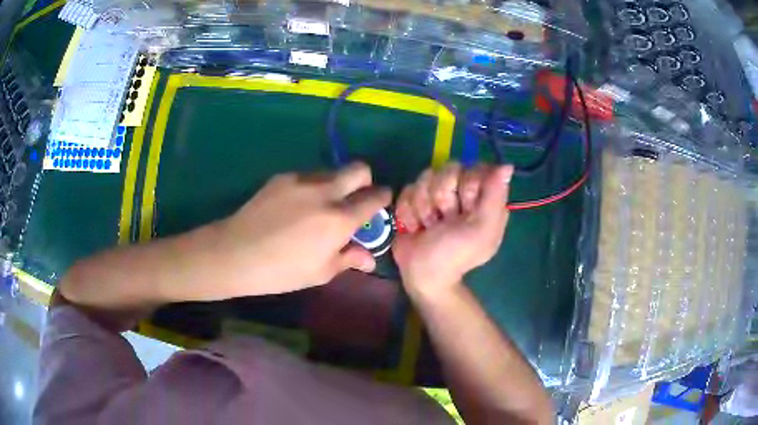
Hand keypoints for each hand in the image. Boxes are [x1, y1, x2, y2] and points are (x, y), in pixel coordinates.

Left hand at [217, 162, 390, 295]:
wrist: (235, 253)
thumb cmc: (281, 271)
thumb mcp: (320, 272)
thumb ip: (349, 258)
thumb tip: (369, 258)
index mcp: (338, 219)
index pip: (374, 197)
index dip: (383, 198)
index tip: (380, 202)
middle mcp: (324, 192)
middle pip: (358, 169)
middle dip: (365, 181)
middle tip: (354, 200)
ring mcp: (301, 181)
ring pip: (331, 171)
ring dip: (336, 185)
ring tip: (320, 207)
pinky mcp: (282, 178)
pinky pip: (307, 177)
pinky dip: (311, 188)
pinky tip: (295, 208)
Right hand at [392, 162, 512, 299]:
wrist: (422, 275)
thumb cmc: (456, 254)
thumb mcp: (481, 229)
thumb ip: (494, 196)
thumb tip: (507, 165)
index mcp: (483, 197)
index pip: (475, 167)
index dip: (467, 185)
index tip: (466, 208)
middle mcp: (461, 191)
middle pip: (447, 169)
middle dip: (442, 198)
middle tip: (445, 221)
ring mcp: (436, 194)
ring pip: (425, 178)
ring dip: (423, 207)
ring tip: (429, 227)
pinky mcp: (414, 199)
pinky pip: (408, 189)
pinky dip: (408, 212)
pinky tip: (415, 227)